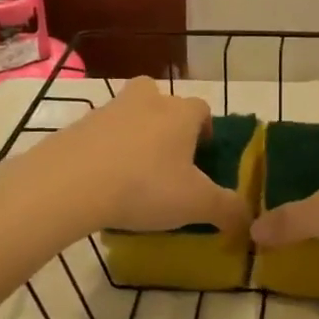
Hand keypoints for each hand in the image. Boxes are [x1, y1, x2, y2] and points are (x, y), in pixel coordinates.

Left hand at [43, 78, 251, 235]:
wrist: (69, 184)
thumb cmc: (145, 186)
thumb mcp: (196, 204)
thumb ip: (227, 209)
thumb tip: (248, 218)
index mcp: (181, 113)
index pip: (202, 110)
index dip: (206, 130)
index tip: (203, 157)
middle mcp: (147, 101)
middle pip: (162, 100)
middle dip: (167, 123)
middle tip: (167, 157)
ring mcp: (108, 110)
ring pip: (129, 115)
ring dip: (134, 135)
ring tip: (133, 174)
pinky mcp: (76, 126)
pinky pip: (99, 134)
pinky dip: (104, 151)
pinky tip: (103, 183)